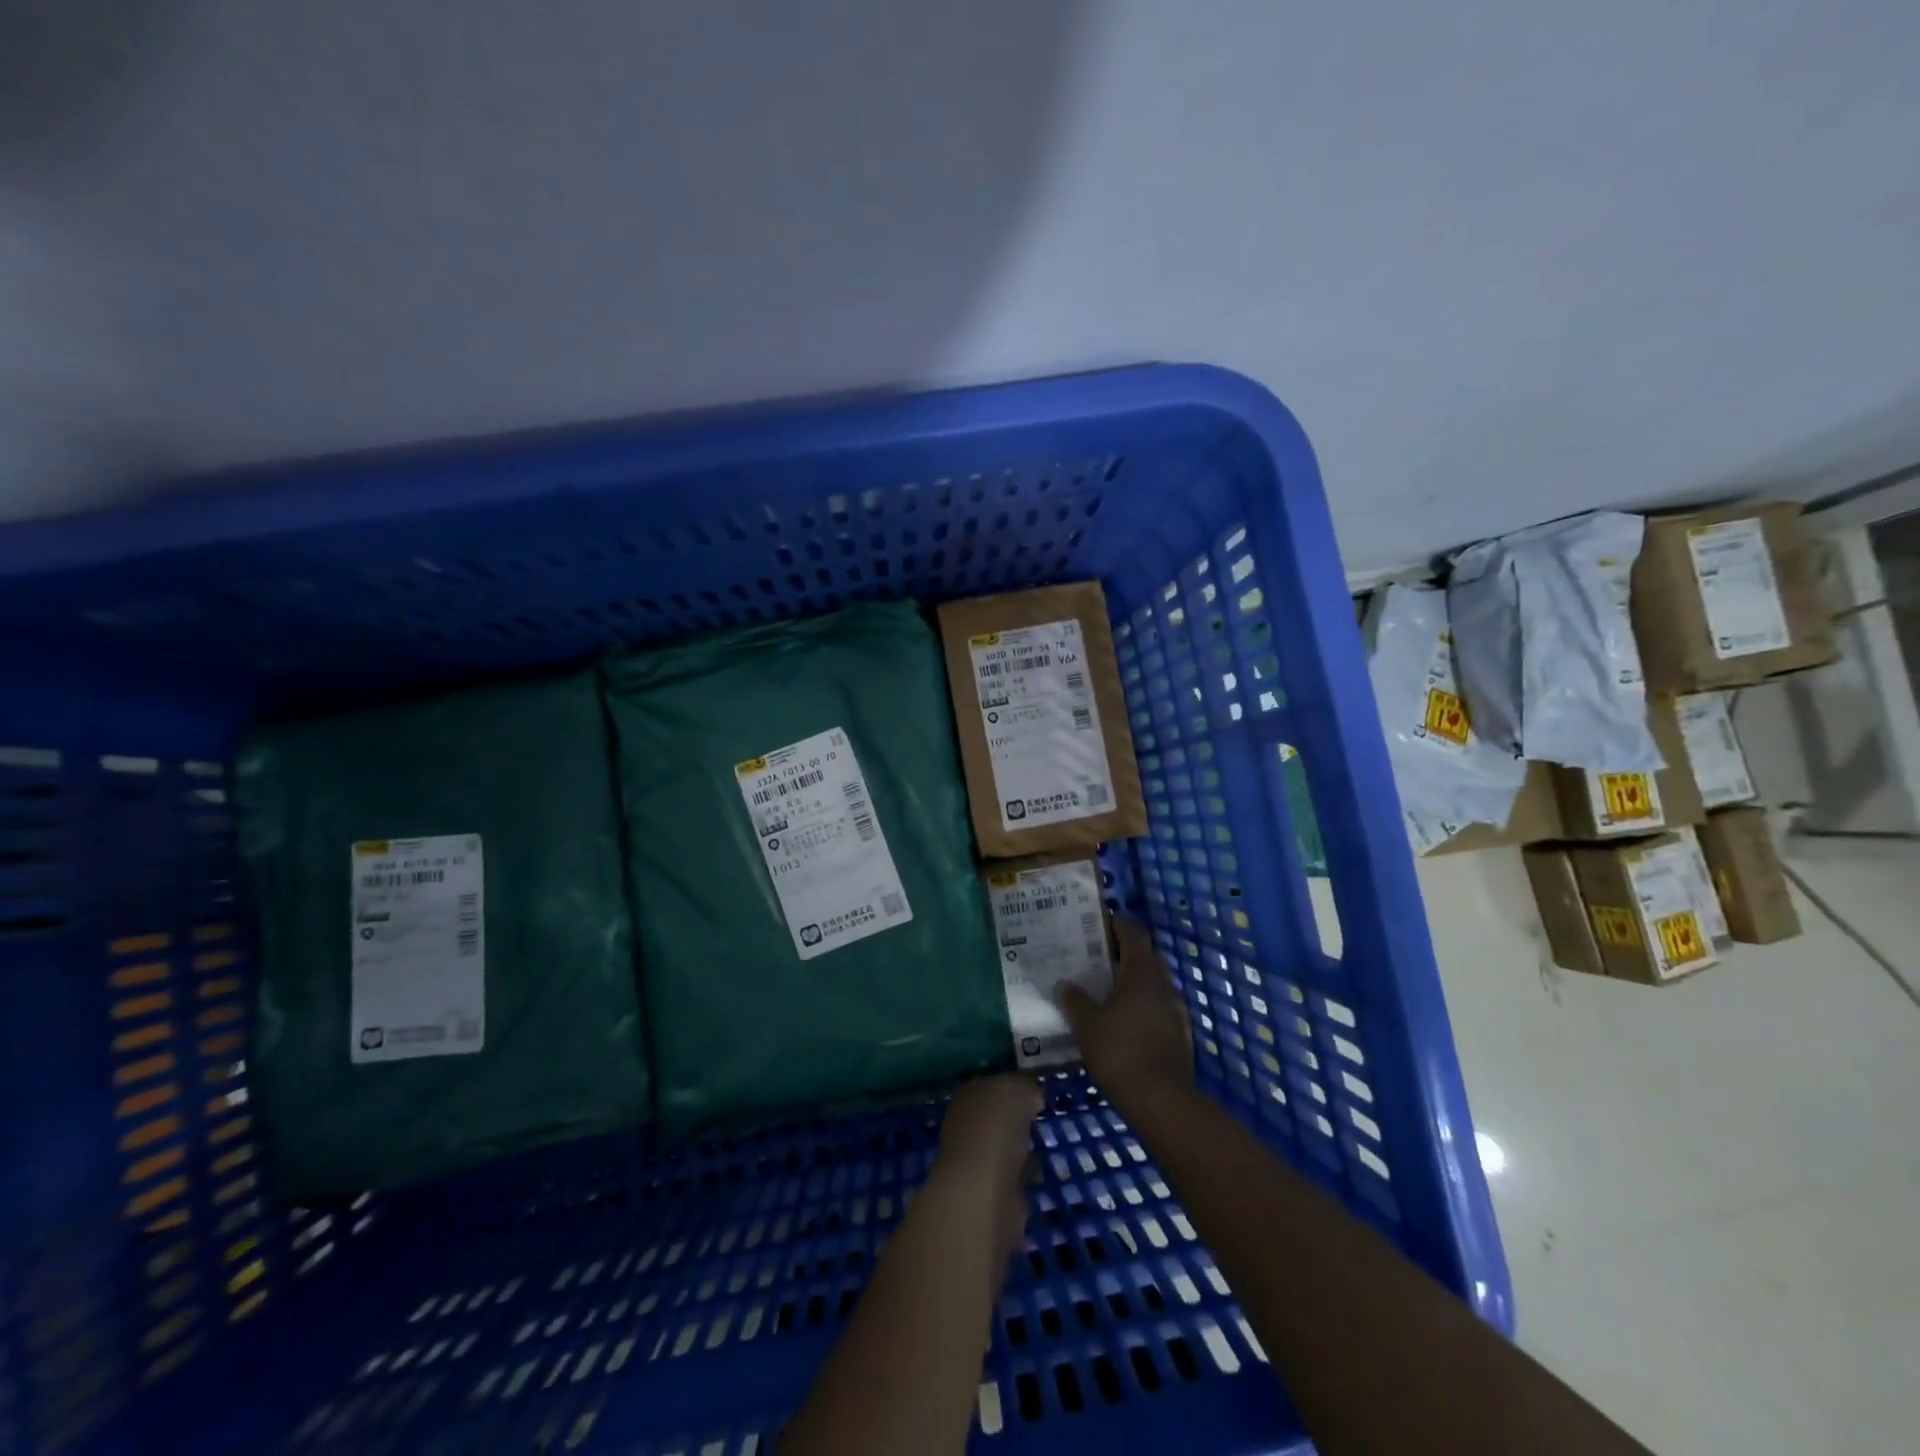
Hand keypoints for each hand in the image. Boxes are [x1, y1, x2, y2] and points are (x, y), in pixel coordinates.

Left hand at [935, 1074, 1042, 1267]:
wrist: (983, 1191)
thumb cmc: (995, 1130)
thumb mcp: (1015, 1092)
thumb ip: (1024, 1090)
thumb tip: (1031, 1097)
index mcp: (968, 1096)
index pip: (993, 1086)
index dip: (1014, 1087)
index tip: (1038, 1092)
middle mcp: (967, 1127)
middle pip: (997, 1118)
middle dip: (1017, 1119)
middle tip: (1041, 1118)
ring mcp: (977, 1162)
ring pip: (1005, 1148)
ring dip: (1021, 1148)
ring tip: (1045, 1144)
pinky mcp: (991, 1194)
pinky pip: (1013, 1177)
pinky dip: (1025, 1175)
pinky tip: (1039, 1172)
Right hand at [1057, 918, 1193, 1106]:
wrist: (1162, 1101)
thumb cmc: (1120, 1052)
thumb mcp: (1086, 1025)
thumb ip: (1074, 1000)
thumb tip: (1064, 984)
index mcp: (1142, 974)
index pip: (1134, 934)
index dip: (1116, 924)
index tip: (1097, 923)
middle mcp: (1164, 985)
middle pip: (1146, 957)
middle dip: (1123, 953)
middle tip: (1095, 956)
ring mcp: (1176, 1011)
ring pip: (1153, 984)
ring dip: (1133, 981)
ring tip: (1105, 989)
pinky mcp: (1180, 1035)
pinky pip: (1158, 1008)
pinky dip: (1141, 1005)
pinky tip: (1123, 1021)